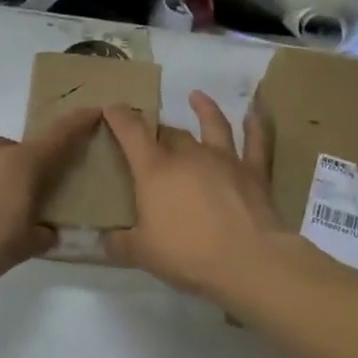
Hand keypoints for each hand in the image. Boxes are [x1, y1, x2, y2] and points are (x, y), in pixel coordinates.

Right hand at [103, 91, 278, 296]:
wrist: (246, 261)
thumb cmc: (186, 254)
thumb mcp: (141, 253)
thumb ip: (118, 244)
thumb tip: (101, 242)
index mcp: (155, 170)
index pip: (132, 132)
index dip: (119, 116)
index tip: (111, 107)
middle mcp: (188, 155)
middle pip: (170, 132)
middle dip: (157, 130)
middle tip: (150, 135)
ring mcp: (224, 159)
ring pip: (212, 126)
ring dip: (204, 110)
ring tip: (196, 97)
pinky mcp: (253, 172)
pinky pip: (255, 142)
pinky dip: (255, 126)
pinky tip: (253, 113)